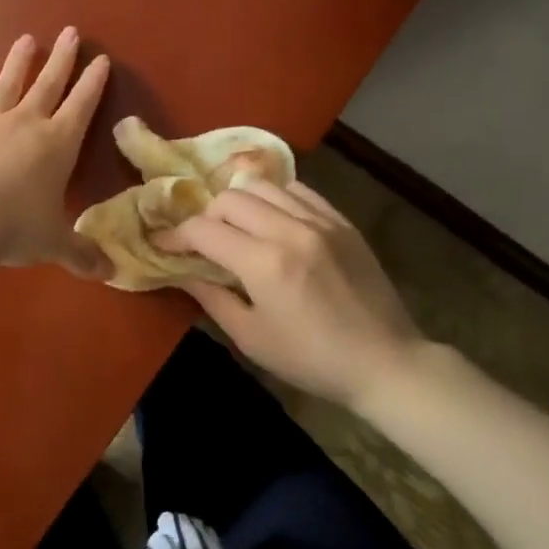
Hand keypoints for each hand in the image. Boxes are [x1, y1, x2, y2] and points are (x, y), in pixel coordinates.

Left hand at [0, 27, 111, 277]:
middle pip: (48, 84)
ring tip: (26, 40)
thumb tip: (109, 274)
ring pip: (6, 86)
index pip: (82, 105)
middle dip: (61, 59)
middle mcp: (25, 125)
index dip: (93, 82)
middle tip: (69, 32)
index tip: (101, 58)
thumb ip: (81, 254)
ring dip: (17, 63)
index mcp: (57, 144)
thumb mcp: (54, 243)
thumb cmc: (16, 228)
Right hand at [158, 180, 422, 408]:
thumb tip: (183, 272)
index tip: (163, 244)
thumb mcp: (252, 338)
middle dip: (206, 216)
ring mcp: (320, 221)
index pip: (204, 230)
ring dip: (239, 203)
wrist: (385, 361)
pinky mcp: (341, 221)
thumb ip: (212, 298)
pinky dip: (275, 199)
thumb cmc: (312, 359)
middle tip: (203, 241)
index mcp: (264, 264)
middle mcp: (290, 230)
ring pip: (262, 186)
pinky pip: (297, 190)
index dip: (176, 235)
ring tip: (237, 227)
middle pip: (229, 199)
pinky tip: (273, 220)